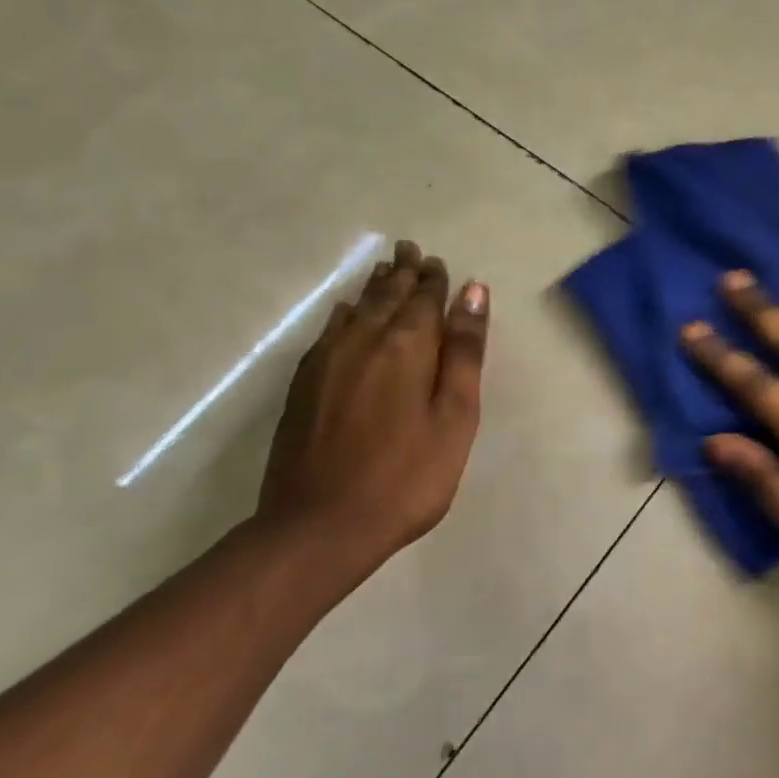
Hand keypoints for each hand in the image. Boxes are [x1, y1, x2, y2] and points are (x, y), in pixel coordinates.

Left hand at [254, 240, 488, 599]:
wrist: (319, 527)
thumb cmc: (406, 476)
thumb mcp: (455, 416)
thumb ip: (464, 351)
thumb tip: (473, 292)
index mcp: (408, 344)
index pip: (424, 297)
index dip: (433, 278)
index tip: (437, 262)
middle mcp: (365, 338)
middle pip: (388, 294)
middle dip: (403, 271)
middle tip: (410, 250)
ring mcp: (328, 359)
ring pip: (357, 307)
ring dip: (375, 286)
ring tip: (385, 269)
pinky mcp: (305, 383)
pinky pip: (330, 330)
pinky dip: (345, 313)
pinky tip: (346, 312)